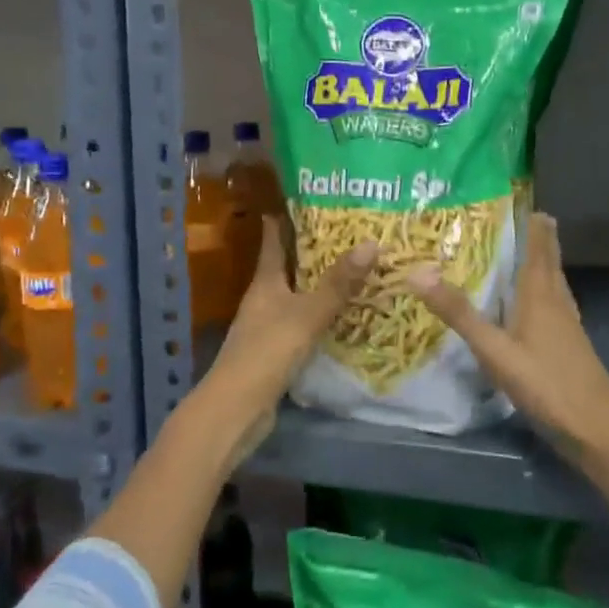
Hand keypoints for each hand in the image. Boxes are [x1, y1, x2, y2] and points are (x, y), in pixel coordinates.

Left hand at [195, 215, 376, 456]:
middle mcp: (263, 298)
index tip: (307, 199)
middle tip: (347, 232)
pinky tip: (343, 315)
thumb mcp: (307, 314)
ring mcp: (267, 325)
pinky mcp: (275, 351)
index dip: (285, 218)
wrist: (236, 409)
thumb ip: (338, 283)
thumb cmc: (267, 352)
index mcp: (265, 281)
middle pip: (287, 266)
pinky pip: (301, 322)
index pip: (273, 240)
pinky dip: (320, 314)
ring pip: (296, 294)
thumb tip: (371, 242)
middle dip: (312, 249)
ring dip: (318, 283)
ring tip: (353, 269)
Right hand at [405, 213, 608, 458]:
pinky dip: (541, 290)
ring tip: (524, 251)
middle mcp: (557, 301)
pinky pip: (553, 303)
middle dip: (538, 238)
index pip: (539, 247)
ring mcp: (567, 324)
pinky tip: (531, 303)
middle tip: (522, 217)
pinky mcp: (569, 344)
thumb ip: (459, 313)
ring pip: (553, 282)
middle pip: (549, 261)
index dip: (534, 224)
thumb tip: (417, 272)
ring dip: (542, 262)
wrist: (596, 429)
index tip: (525, 200)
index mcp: (540, 294)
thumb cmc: (546, 383)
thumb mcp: (494, 349)